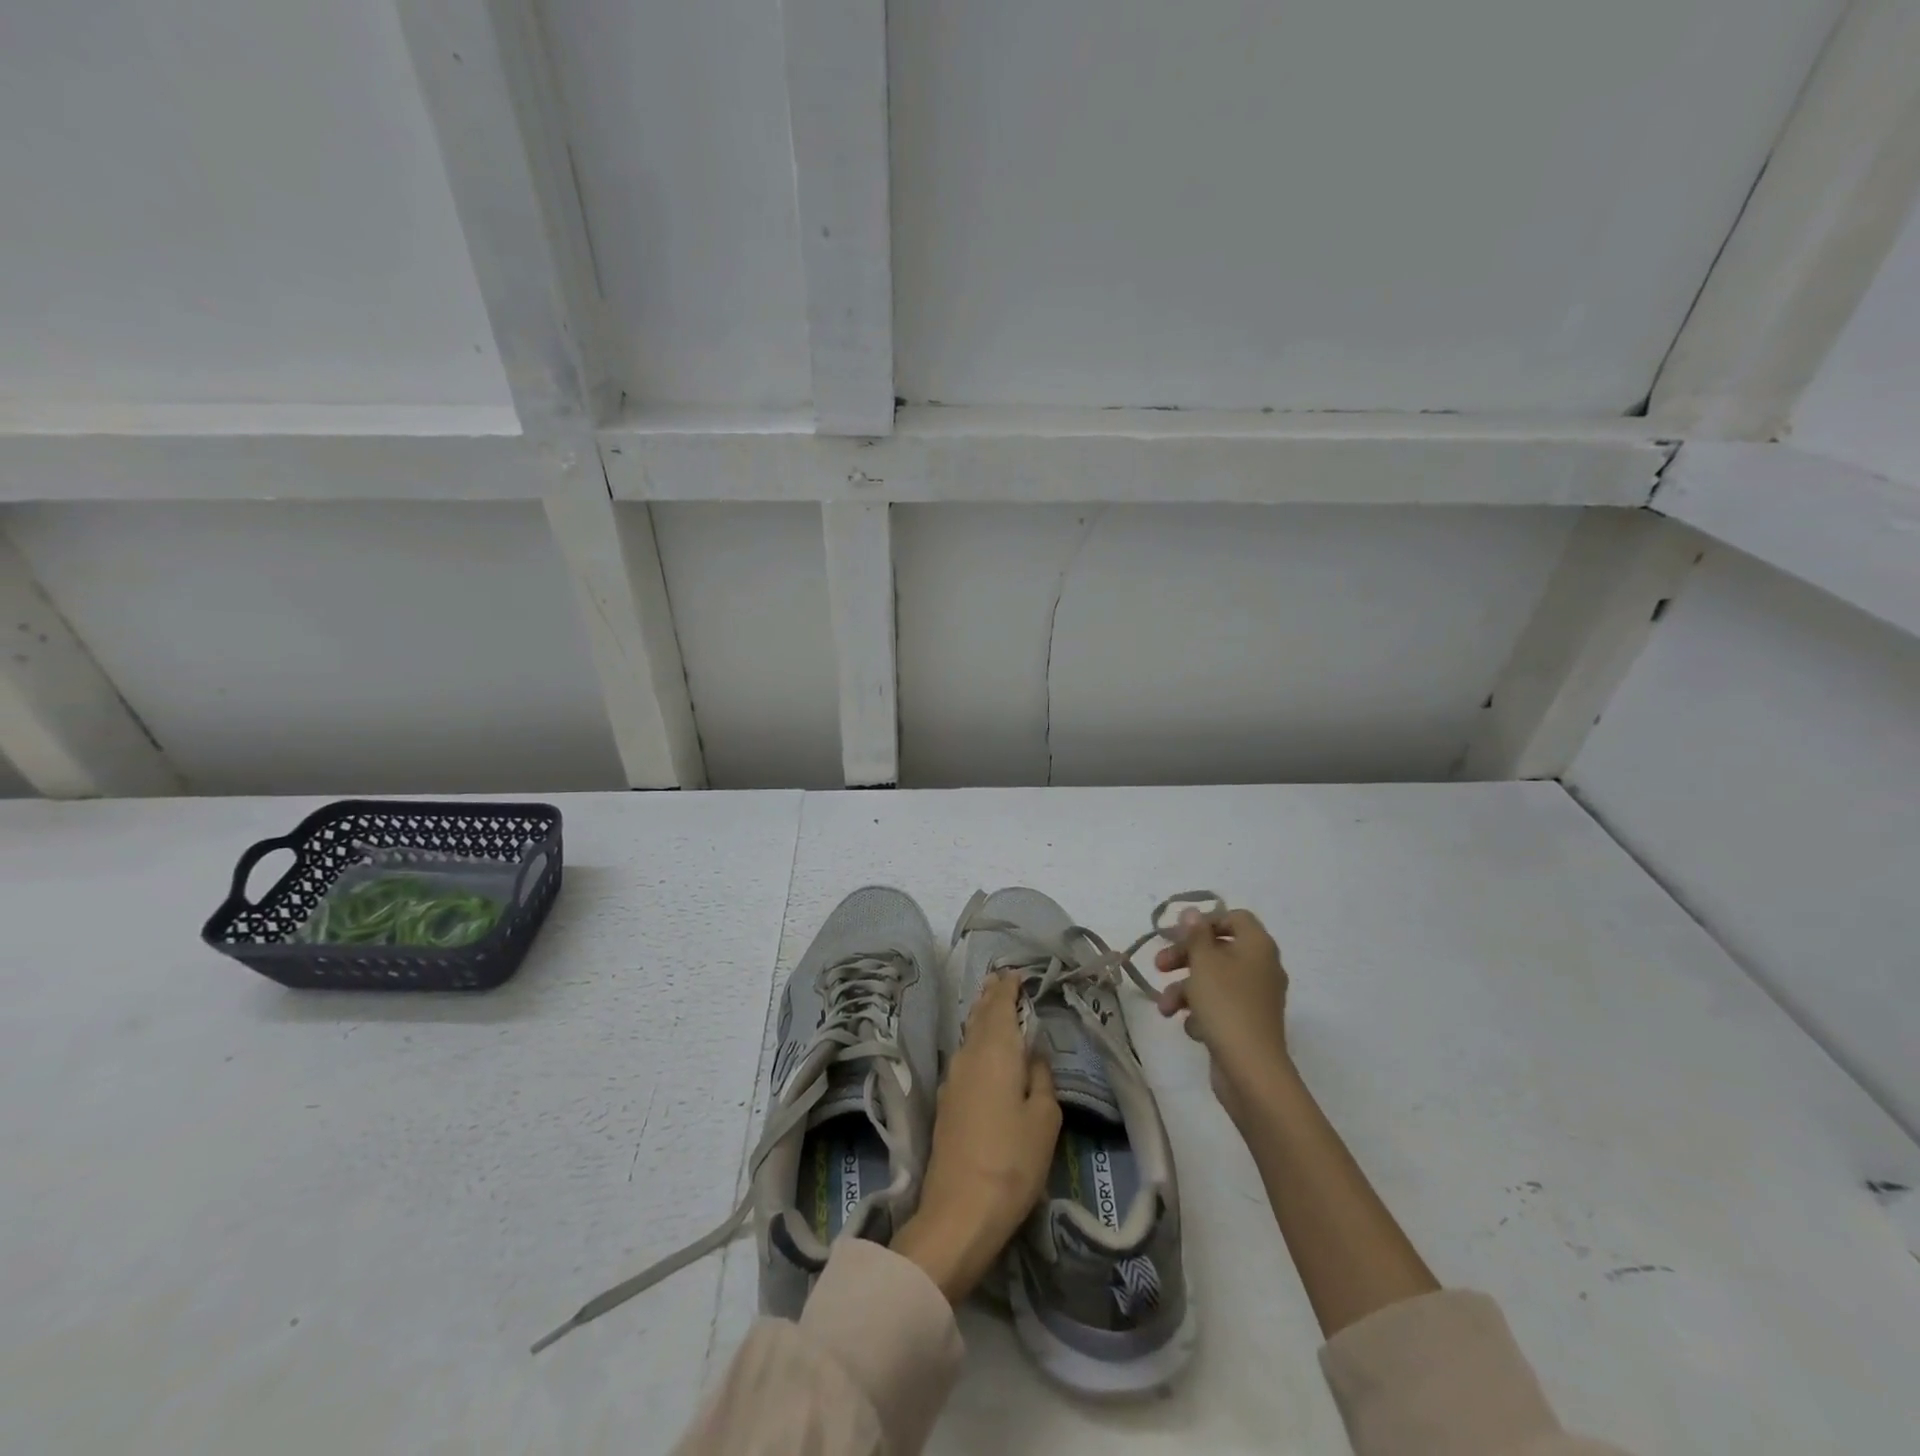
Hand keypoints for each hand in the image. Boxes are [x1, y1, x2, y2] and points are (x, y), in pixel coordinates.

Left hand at [892, 974, 1060, 1302]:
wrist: (960, 1210)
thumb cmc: (1012, 1160)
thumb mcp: (1044, 1119)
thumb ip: (1042, 1079)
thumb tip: (1035, 1055)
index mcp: (996, 1050)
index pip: (1000, 1005)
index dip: (1007, 987)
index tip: (1016, 973)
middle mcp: (969, 1055)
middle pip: (980, 1016)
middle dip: (992, 997)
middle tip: (1003, 980)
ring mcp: (953, 1078)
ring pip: (970, 1036)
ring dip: (983, 1018)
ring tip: (995, 1007)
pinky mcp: (946, 1102)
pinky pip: (965, 1056)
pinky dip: (977, 1042)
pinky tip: (984, 1051)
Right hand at [1154, 907, 1290, 1124]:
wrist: (1251, 1069)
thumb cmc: (1226, 1005)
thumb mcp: (1203, 962)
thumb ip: (1195, 934)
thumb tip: (1192, 912)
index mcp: (1258, 946)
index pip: (1235, 918)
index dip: (1206, 921)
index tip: (1179, 934)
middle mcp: (1261, 967)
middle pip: (1218, 949)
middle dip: (1185, 957)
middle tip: (1159, 966)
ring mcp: (1256, 998)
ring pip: (1214, 981)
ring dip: (1185, 989)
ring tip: (1164, 1007)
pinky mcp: (1247, 1023)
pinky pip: (1220, 1007)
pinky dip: (1201, 1013)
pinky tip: (1191, 1028)